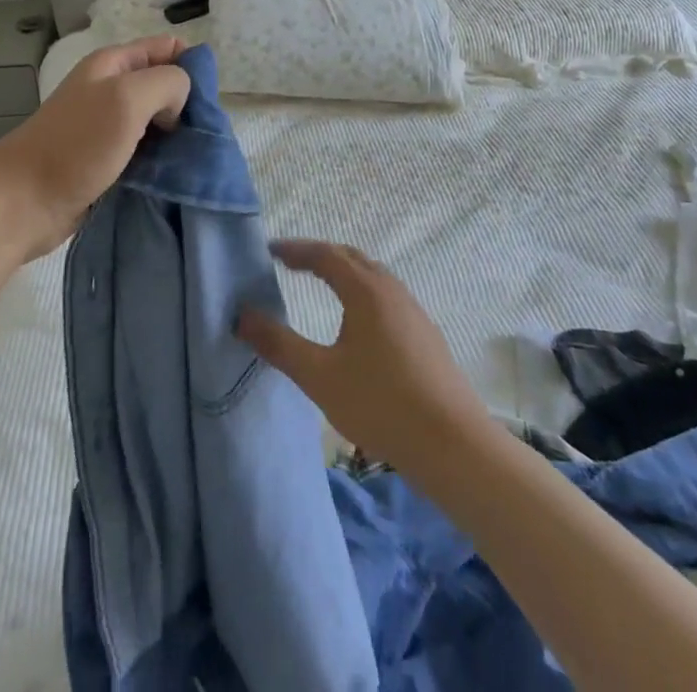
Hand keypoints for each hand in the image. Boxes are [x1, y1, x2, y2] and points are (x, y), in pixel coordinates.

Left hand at [0, 36, 190, 261]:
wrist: (24, 202)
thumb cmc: (76, 144)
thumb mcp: (128, 97)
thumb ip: (167, 82)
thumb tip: (179, 100)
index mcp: (113, 63)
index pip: (167, 47)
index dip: (191, 65)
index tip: (204, 99)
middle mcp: (110, 89)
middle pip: (164, 85)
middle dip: (187, 104)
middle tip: (202, 133)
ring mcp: (107, 126)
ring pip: (157, 121)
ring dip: (177, 136)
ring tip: (193, 157)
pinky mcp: (106, 160)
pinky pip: (145, 152)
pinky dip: (161, 160)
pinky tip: (173, 175)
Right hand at [237, 240, 491, 471]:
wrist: (454, 445)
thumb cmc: (381, 404)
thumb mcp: (319, 377)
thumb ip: (279, 344)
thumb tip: (242, 316)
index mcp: (365, 291)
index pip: (325, 255)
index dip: (296, 250)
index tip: (270, 251)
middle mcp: (391, 291)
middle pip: (351, 258)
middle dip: (320, 255)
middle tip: (291, 262)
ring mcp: (413, 312)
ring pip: (373, 276)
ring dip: (344, 271)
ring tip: (321, 284)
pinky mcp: (425, 335)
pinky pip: (386, 295)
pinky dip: (362, 291)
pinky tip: (357, 321)